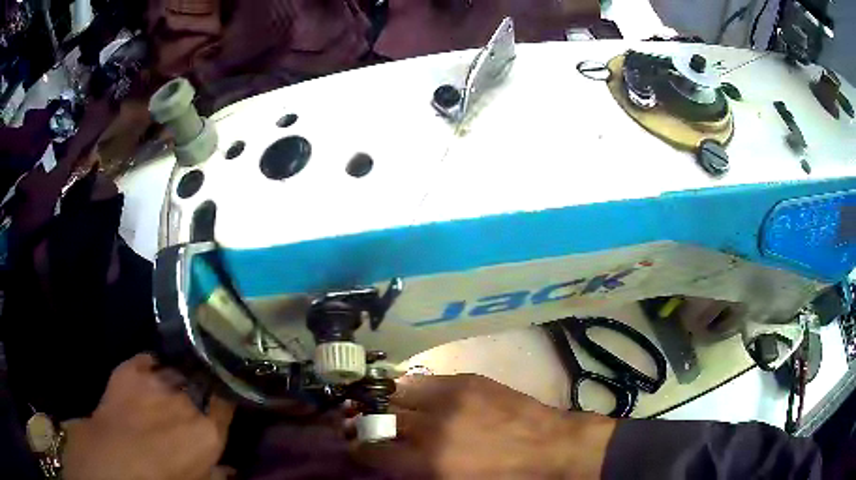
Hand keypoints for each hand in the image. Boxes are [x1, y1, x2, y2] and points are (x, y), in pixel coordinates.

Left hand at [62, 354, 234, 479]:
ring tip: (172, 384)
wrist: (115, 455)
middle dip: (199, 390)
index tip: (222, 401)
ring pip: (175, 370)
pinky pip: (148, 359)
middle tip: (193, 397)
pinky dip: (152, 365)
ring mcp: (158, 380)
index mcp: (207, 430)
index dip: (224, 401)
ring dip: (176, 378)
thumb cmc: (162, 476)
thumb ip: (217, 474)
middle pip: (200, 385)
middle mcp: (187, 400)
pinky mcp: (133, 369)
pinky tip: (151, 370)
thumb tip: (231, 470)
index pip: (226, 404)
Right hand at [352, 374, 616, 478]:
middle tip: (363, 424)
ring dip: (387, 401)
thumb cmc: (504, 479)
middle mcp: (432, 425)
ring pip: (397, 391)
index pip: (371, 450)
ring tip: (387, 407)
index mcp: (429, 461)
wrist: (551, 448)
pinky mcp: (467, 379)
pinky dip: (413, 389)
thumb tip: (388, 460)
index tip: (354, 446)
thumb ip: (415, 472)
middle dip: (365, 421)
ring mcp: (450, 396)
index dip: (357, 448)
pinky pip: (425, 378)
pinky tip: (418, 397)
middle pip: (379, 417)